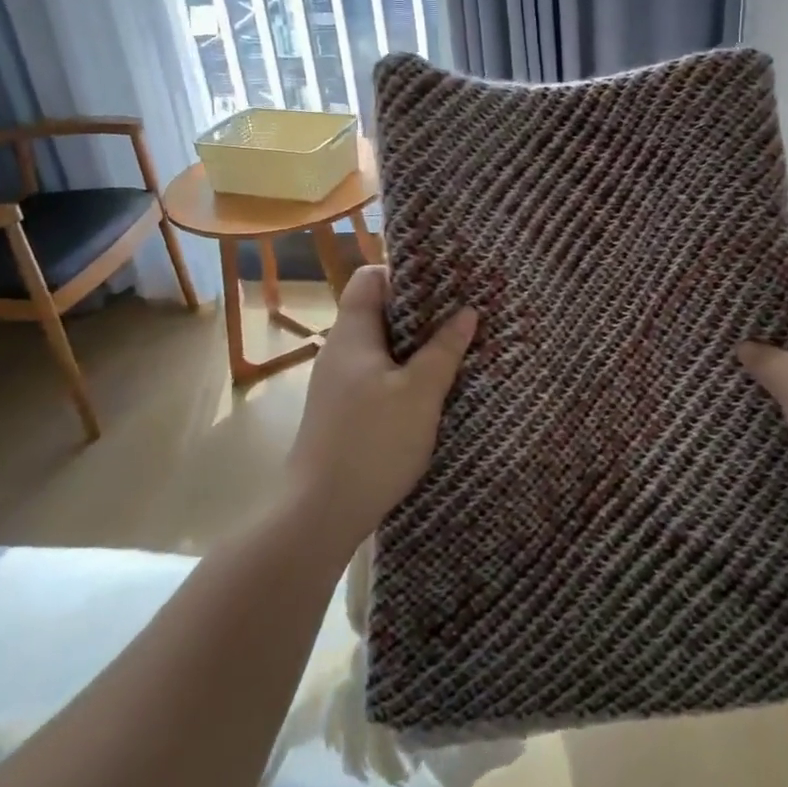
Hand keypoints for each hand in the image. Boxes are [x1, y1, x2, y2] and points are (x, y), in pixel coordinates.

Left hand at [286, 265, 475, 550]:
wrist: (319, 513)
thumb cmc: (372, 442)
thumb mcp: (420, 394)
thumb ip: (444, 350)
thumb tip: (467, 312)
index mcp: (353, 334)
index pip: (370, 277)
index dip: (404, 272)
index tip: (444, 282)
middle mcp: (340, 351)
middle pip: (379, 311)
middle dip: (421, 310)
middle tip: (462, 313)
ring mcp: (339, 383)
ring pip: (381, 346)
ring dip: (416, 345)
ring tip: (456, 347)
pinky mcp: (344, 412)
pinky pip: (378, 375)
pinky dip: (405, 372)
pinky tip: (433, 388)